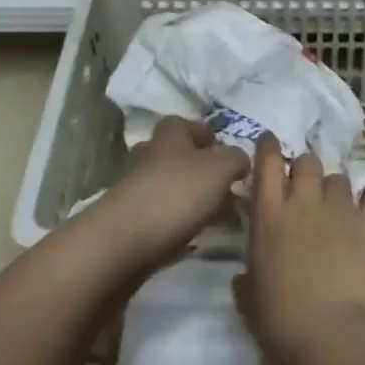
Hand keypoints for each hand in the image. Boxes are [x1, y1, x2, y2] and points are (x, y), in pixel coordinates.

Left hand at [91, 115, 248, 273]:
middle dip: (196, 166)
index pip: (186, 124)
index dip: (206, 135)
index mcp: (169, 134)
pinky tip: (188, 234)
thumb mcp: (220, 169)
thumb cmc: (176, 194)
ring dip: (184, 194)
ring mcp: (133, 185)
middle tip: (221, 185)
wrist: (124, 241)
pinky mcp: (126, 217)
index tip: (225, 153)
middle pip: (174, 153)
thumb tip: (240, 159)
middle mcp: (148, 153)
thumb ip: (236, 158)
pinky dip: (172, 219)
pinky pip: (156, 211)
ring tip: (209, 213)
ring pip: (164, 182)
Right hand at [236, 133, 364, 364]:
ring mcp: (340, 209)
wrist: (331, 337)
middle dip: (305, 170)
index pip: (267, 160)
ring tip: (337, 207)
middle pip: (307, 162)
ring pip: (339, 177)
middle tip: (305, 190)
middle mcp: (304, 201)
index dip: (269, 147)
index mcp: (269, 215)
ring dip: (335, 188)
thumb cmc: (280, 322)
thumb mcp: (250, 300)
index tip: (270, 146)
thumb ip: (247, 278)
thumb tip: (243, 277)